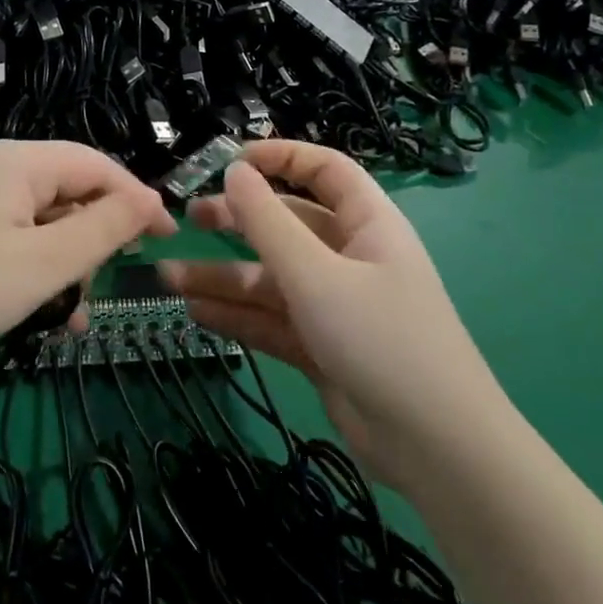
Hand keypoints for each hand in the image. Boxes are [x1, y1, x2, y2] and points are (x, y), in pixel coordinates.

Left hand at [0, 140, 173, 379]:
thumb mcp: (46, 263)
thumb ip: (104, 228)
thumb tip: (150, 201)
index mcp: (15, 161)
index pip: (95, 164)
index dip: (136, 198)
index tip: (166, 239)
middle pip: (64, 189)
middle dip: (94, 236)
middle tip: (111, 281)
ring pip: (36, 219)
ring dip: (63, 261)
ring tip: (72, 313)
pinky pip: (5, 235)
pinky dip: (30, 265)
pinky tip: (38, 309)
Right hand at [159, 139, 504, 474]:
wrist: (434, 447)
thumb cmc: (380, 339)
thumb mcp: (316, 275)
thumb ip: (268, 222)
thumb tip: (234, 170)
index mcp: (367, 224)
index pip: (326, 171)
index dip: (282, 157)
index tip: (230, 161)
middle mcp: (351, 258)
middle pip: (288, 224)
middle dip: (239, 219)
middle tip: (191, 218)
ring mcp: (335, 305)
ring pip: (272, 278)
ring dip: (223, 276)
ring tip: (168, 278)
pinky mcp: (321, 346)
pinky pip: (272, 319)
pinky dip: (237, 315)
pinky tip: (196, 312)